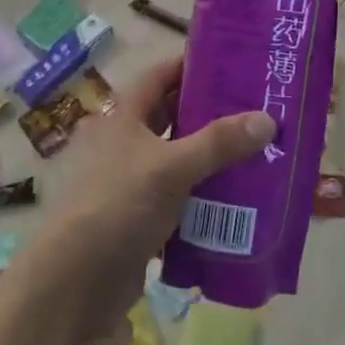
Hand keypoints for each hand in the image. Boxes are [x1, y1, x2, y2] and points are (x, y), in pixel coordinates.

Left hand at [37, 56, 272, 324]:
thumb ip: (218, 143)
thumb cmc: (118, 207)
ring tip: (261, 148)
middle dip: (213, 112)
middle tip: (259, 105)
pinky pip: (183, 198)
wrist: (76, 284)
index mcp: (124, 119)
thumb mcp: (170, 168)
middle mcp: (127, 145)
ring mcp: (134, 183)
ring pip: (182, 159)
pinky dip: (208, 195)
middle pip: (174, 117)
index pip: (160, 77)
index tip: (233, 60)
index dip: (192, 64)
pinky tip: (243, 197)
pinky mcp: (144, 220)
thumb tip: (268, 119)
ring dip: (214, 157)